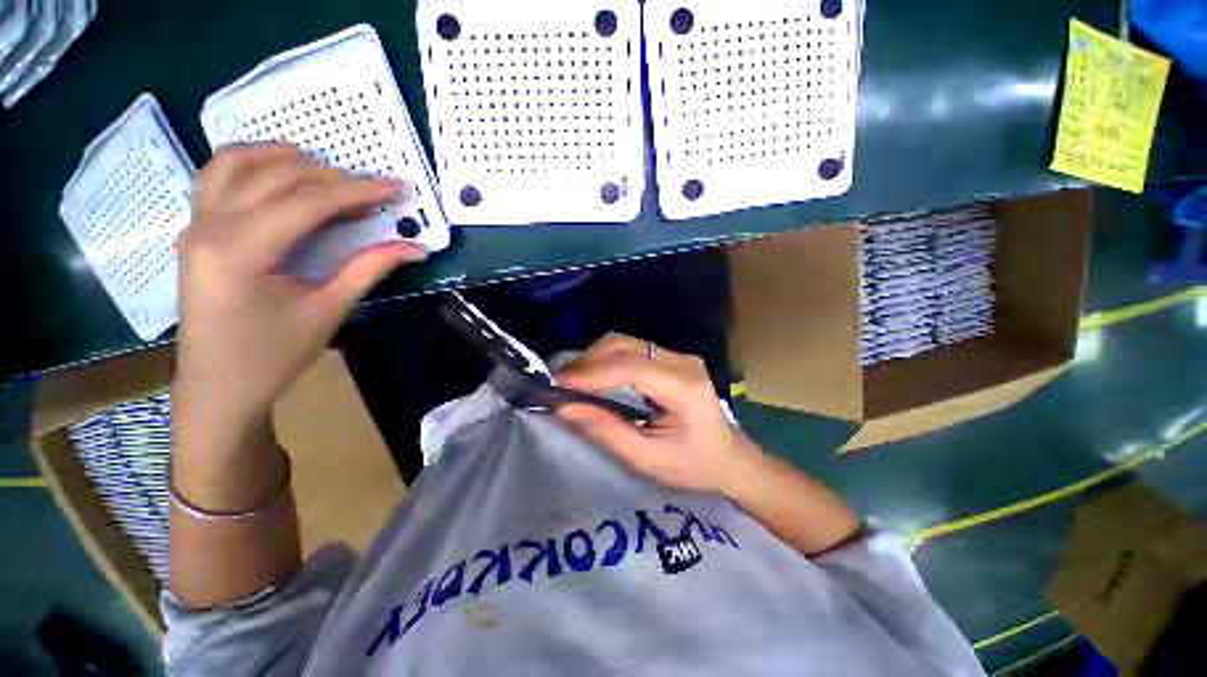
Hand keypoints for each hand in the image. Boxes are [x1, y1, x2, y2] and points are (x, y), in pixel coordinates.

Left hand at [174, 144, 425, 447]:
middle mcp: (209, 226)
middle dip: (331, 176)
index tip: (397, 187)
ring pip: (237, 162)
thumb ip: (369, 269)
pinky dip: (252, 163)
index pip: (307, 201)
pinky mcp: (195, 229)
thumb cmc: (273, 356)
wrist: (219, 386)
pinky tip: (280, 175)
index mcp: (240, 251)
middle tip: (372, 193)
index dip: (358, 190)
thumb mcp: (328, 311)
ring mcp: (195, 224)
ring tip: (327, 173)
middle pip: (275, 176)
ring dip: (286, 158)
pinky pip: (217, 176)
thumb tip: (414, 248)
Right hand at [555, 333, 760, 492]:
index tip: (557, 383)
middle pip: (625, 346)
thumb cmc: (692, 465)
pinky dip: (606, 358)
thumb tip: (563, 407)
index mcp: (684, 387)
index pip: (630, 367)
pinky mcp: (672, 357)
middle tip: (561, 384)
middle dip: (588, 361)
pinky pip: (631, 349)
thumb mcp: (646, 457)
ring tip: (573, 380)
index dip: (591, 372)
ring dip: (595, 357)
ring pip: (625, 342)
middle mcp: (682, 362)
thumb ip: (605, 430)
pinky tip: (594, 375)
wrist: (728, 456)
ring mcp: (678, 356)